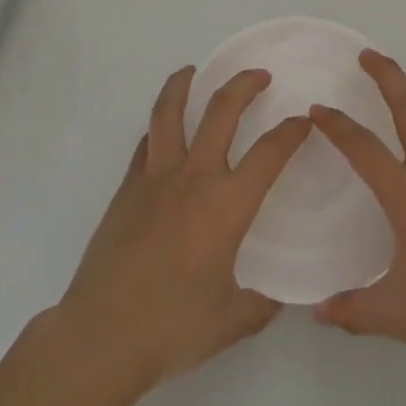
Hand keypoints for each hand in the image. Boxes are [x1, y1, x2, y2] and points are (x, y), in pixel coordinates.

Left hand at [53, 66, 311, 394]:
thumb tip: (279, 297)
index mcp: (227, 204)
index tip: (303, 120)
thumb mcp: (231, 322)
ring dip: (183, 85)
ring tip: (191, 70)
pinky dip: (157, 128)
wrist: (101, 335)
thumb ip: (260, 304)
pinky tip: (161, 130)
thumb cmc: (172, 327)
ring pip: (170, 114)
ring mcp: (155, 179)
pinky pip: (146, 144)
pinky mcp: (126, 190)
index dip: (291, 132)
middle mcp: (194, 178)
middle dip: (244, 85)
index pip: (270, 154)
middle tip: (259, 75)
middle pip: (221, 112)